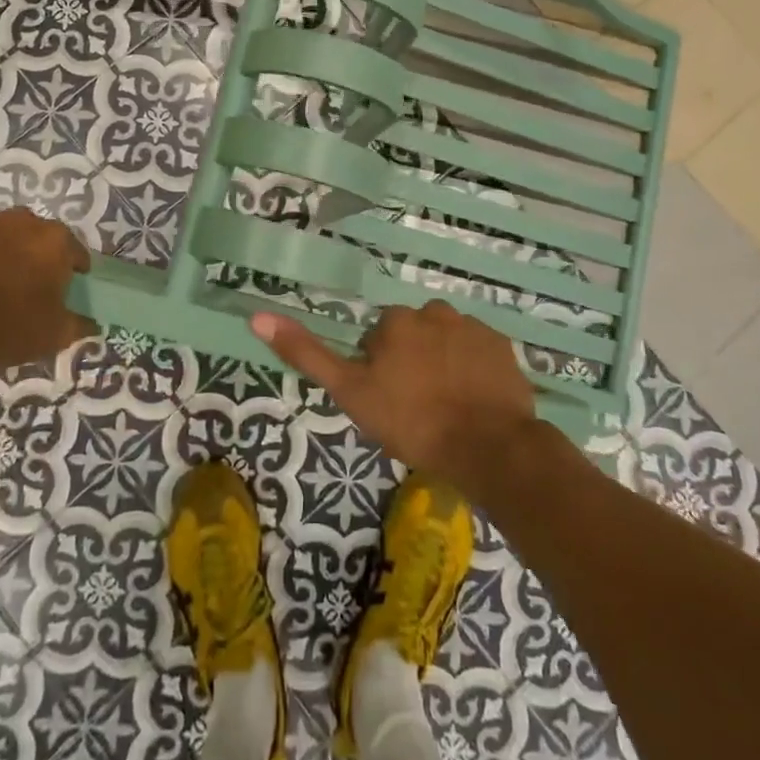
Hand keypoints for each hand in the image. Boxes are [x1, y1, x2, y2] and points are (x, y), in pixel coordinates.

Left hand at [0, 209, 95, 374]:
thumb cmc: (6, 329)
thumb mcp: (54, 336)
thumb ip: (79, 325)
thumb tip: (92, 324)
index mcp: (55, 241)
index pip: (75, 251)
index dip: (74, 268)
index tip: (69, 284)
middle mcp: (23, 221)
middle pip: (38, 235)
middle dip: (37, 254)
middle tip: (30, 282)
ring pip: (3, 232)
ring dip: (5, 248)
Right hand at [251, 301, 545, 486]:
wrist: (488, 447)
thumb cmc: (413, 422)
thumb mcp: (350, 392)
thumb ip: (306, 353)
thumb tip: (257, 316)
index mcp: (396, 322)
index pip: (378, 339)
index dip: (379, 371)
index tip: (390, 402)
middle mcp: (434, 312)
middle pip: (413, 336)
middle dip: (412, 362)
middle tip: (419, 406)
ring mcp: (473, 327)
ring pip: (446, 342)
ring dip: (444, 363)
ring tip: (449, 406)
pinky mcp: (502, 346)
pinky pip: (479, 351)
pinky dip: (474, 369)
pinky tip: (475, 400)